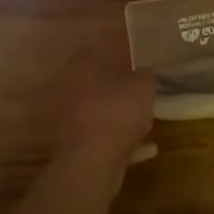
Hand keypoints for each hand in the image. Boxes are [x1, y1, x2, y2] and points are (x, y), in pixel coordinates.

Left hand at [50, 63, 157, 181]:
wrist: (91, 162)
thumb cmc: (116, 111)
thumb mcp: (143, 85)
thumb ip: (145, 76)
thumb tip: (145, 73)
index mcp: (81, 67)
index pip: (97, 51)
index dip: (117, 54)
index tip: (135, 62)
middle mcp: (68, 90)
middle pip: (96, 85)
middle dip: (117, 90)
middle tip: (141, 94)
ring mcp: (67, 121)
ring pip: (98, 114)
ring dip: (119, 119)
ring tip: (146, 123)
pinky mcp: (73, 148)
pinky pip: (102, 141)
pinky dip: (122, 144)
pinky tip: (146, 149)